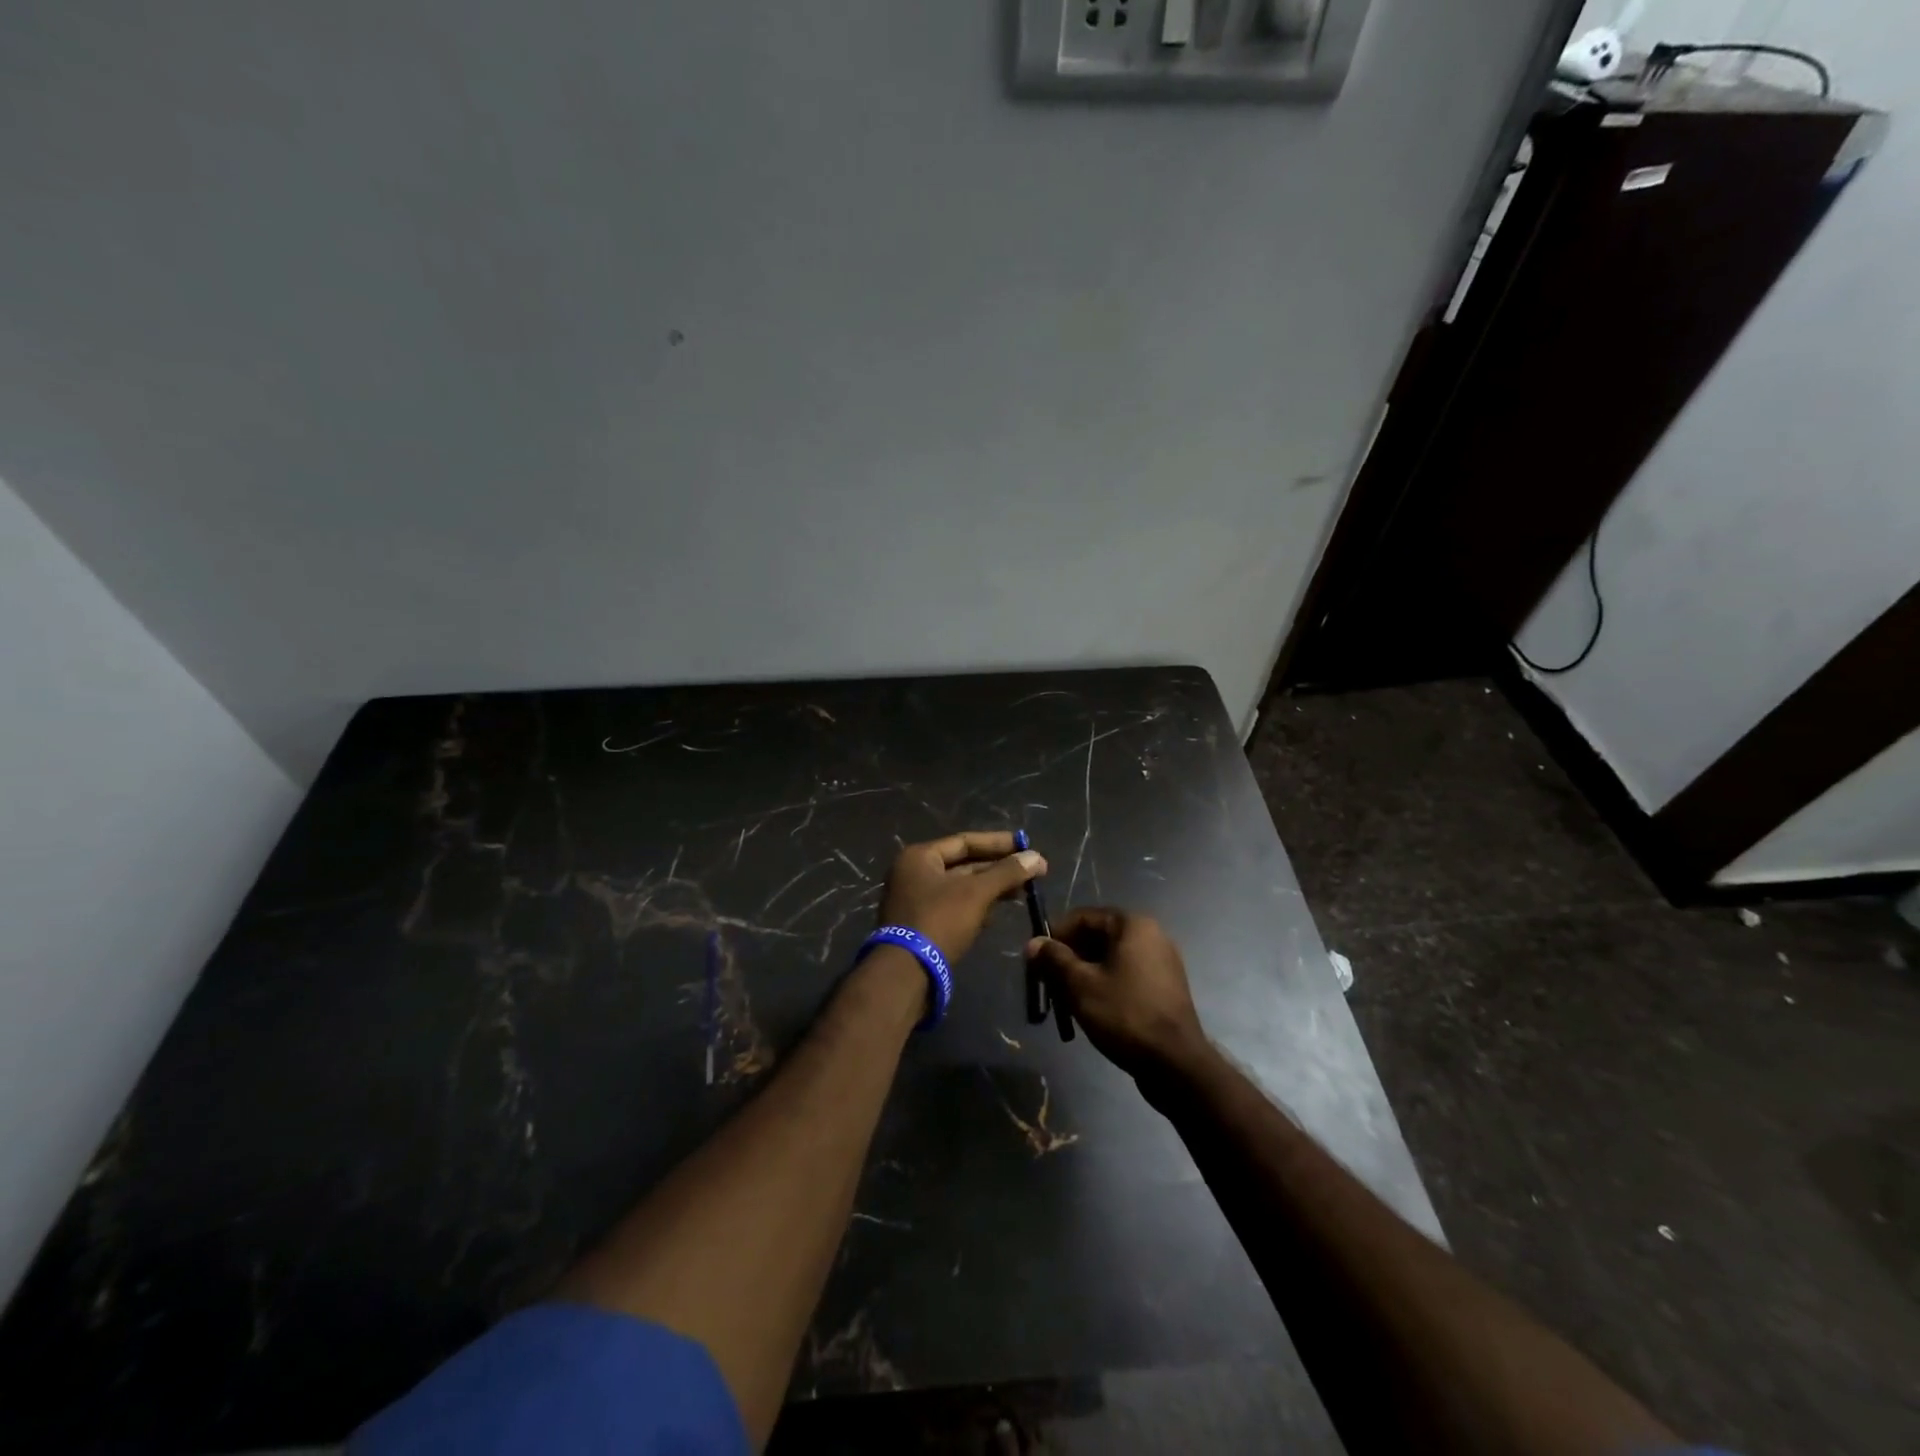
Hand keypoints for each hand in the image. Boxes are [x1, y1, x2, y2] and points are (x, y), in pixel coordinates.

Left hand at [877, 831, 1045, 963]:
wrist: (905, 974)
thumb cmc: (939, 922)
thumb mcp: (976, 893)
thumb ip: (1007, 873)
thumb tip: (1037, 857)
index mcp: (920, 857)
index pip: (965, 841)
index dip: (998, 843)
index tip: (1027, 846)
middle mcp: (914, 874)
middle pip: (963, 865)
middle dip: (998, 869)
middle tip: (1031, 873)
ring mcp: (915, 901)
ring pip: (960, 888)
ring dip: (990, 890)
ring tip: (1022, 893)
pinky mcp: (921, 926)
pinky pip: (954, 908)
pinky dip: (976, 908)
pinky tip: (996, 914)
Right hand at [1025, 908, 1208, 1078]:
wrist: (1175, 1063)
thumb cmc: (1124, 1014)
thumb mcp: (1080, 985)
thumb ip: (1054, 959)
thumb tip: (1033, 943)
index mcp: (1132, 925)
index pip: (1083, 917)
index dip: (1056, 936)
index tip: (1038, 961)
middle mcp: (1151, 935)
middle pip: (1097, 937)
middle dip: (1069, 958)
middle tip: (1049, 983)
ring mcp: (1161, 961)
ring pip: (1111, 958)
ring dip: (1085, 974)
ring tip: (1066, 1000)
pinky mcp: (1165, 986)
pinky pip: (1127, 974)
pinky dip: (1105, 984)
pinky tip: (1092, 1008)